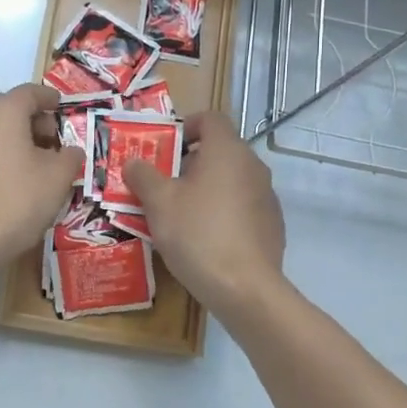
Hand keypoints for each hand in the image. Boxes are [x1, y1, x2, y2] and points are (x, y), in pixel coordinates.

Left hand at [0, 84, 83, 264]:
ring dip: (17, 139)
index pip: (31, 92)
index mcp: (4, 110)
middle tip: (55, 141)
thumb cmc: (19, 198)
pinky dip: (1, 155)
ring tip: (38, 163)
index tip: (63, 108)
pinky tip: (15, 179)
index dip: (51, 99)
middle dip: (34, 121)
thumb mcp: (58, 177)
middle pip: (11, 109)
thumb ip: (70, 156)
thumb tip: (71, 151)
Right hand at [125, 112, 285, 314]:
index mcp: (227, 151)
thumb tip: (134, 162)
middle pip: (219, 150)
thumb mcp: (158, 203)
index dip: (185, 126)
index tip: (165, 148)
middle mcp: (252, 166)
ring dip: (205, 188)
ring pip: (230, 180)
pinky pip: (242, 206)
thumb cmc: (197, 234)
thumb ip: (143, 176)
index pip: (210, 118)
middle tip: (162, 185)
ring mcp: (267, 196)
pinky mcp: (272, 225)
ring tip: (179, 215)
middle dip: (188, 163)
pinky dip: (222, 212)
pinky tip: (204, 239)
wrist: (245, 288)